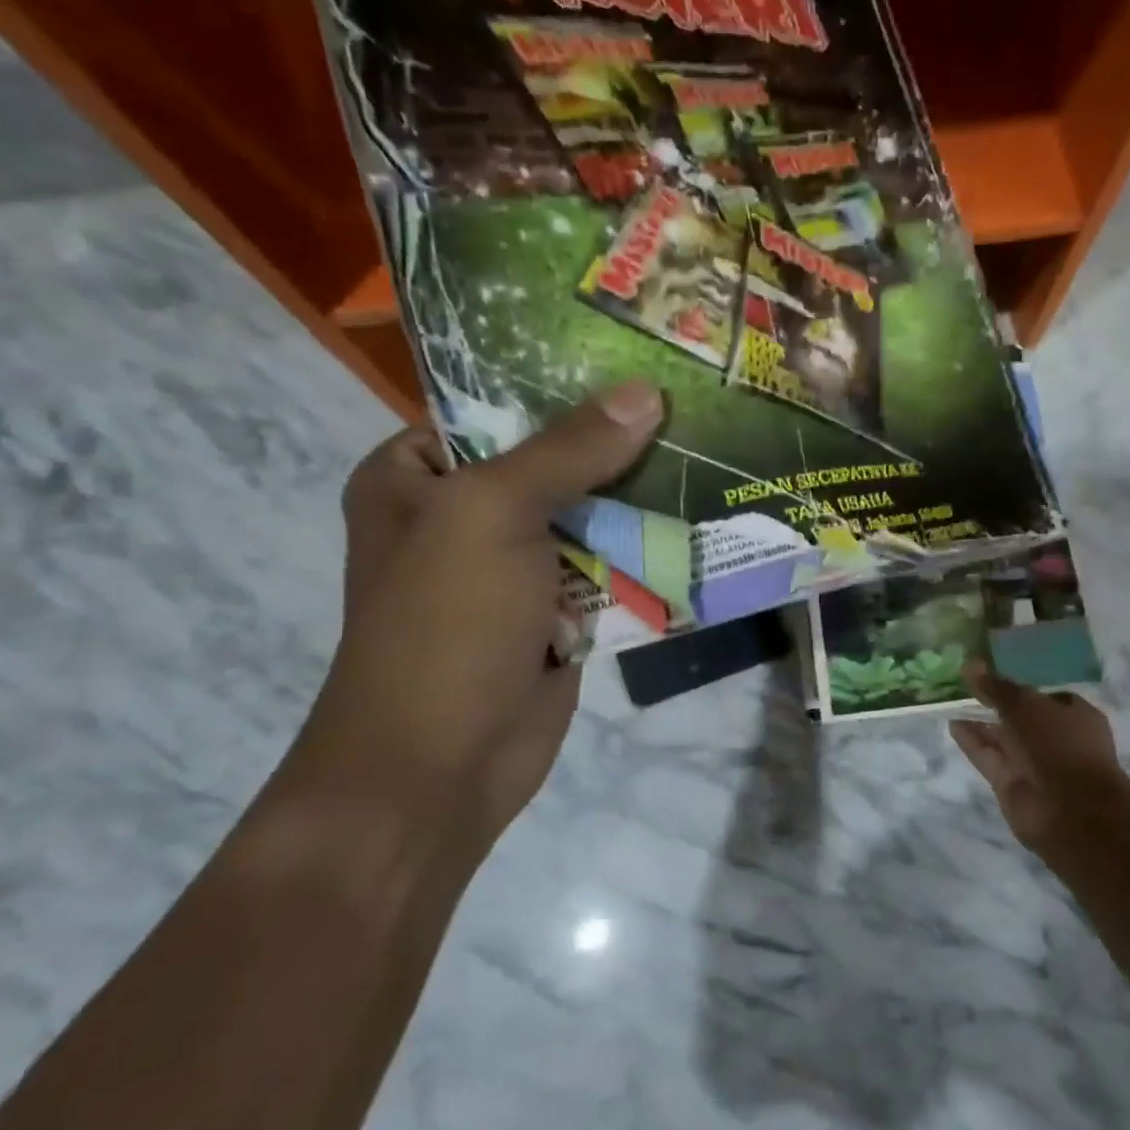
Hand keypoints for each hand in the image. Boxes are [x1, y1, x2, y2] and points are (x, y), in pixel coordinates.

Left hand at [286, 382, 662, 854]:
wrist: (441, 766)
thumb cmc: (444, 625)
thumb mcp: (493, 515)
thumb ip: (568, 451)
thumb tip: (644, 392)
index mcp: (418, 477)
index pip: (497, 408)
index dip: (565, 385)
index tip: (640, 362)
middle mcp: (464, 516)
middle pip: (555, 463)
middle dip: (618, 445)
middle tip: (693, 406)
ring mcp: (516, 570)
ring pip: (590, 518)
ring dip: (641, 501)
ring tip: (711, 454)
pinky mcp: (559, 615)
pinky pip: (610, 569)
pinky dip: (647, 555)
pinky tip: (702, 522)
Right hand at [949, 662, 1127, 854]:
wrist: (1068, 809)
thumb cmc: (1058, 744)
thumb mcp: (1025, 705)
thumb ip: (996, 687)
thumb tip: (970, 664)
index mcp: (1075, 716)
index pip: (1046, 697)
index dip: (1020, 688)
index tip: (992, 677)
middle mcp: (1056, 740)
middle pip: (1021, 719)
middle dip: (996, 705)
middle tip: (965, 687)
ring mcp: (1034, 765)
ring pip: (1003, 739)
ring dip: (980, 723)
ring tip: (951, 703)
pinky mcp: (1013, 785)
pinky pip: (990, 757)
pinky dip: (973, 742)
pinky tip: (953, 725)